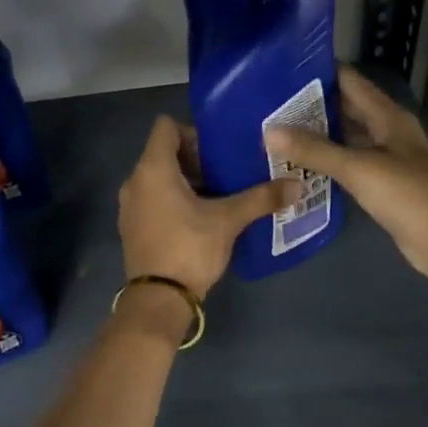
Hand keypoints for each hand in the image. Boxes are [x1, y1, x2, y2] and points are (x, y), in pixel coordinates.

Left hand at [118, 115, 295, 301]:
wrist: (159, 299)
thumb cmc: (190, 248)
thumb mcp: (229, 220)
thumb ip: (261, 198)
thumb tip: (297, 184)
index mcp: (153, 169)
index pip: (166, 127)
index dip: (193, 131)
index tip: (219, 150)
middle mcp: (135, 181)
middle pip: (164, 153)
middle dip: (196, 159)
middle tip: (227, 172)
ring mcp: (130, 206)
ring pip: (159, 179)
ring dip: (187, 182)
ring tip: (219, 195)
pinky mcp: (133, 228)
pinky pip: (154, 200)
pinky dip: (174, 201)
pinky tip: (201, 218)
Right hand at [266, 66, 427, 284]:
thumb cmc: (406, 195)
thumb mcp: (357, 168)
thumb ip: (314, 150)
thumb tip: (268, 131)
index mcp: (388, 116)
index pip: (350, 81)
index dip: (318, 74)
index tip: (281, 73)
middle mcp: (389, 131)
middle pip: (347, 108)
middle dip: (312, 106)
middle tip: (270, 107)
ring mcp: (388, 158)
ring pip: (348, 137)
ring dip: (318, 135)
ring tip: (277, 132)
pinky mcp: (385, 184)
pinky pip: (351, 164)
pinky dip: (329, 162)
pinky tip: (301, 166)